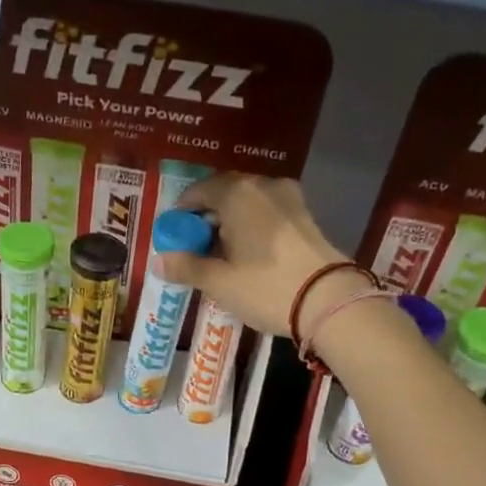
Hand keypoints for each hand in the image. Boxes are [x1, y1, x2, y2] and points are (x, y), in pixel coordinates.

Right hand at [156, 173, 349, 337]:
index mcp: (236, 193)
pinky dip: (252, 226)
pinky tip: (248, 253)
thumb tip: (158, 262)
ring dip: (230, 222)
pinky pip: (267, 213)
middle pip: (223, 194)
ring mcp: (288, 197)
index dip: (180, 214)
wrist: (328, 299)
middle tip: (194, 247)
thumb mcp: (219, 282)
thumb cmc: (265, 287)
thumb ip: (186, 267)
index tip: (173, 237)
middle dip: (205, 218)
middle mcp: (262, 185)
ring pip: (248, 203)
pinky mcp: (305, 215)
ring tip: (221, 254)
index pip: (197, 192)